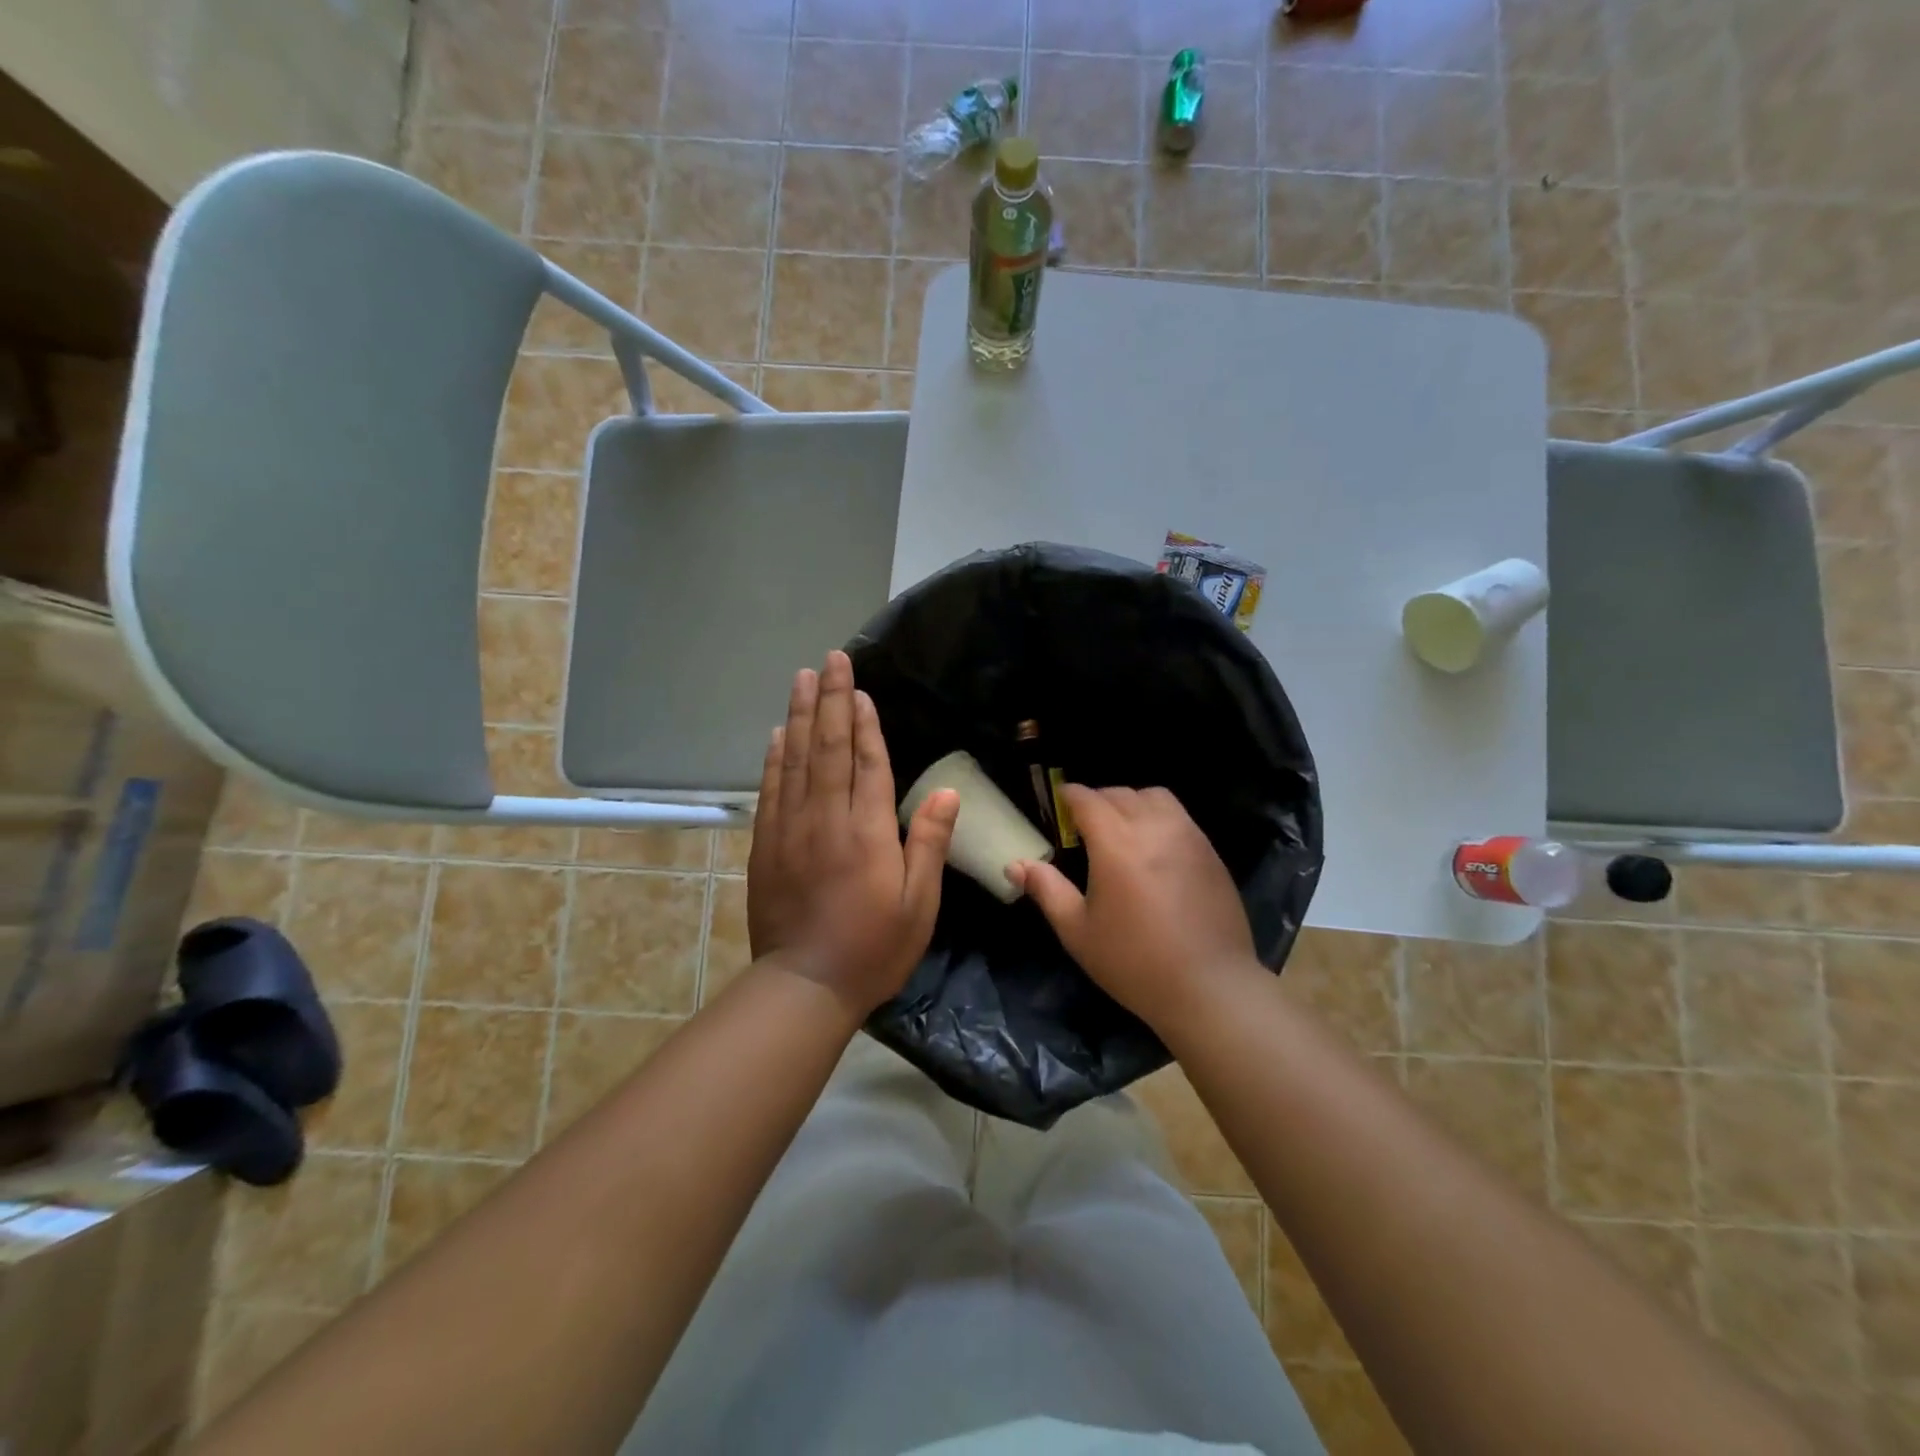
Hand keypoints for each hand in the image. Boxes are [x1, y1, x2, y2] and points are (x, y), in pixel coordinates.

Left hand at [747, 651, 959, 1018]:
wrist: (805, 985)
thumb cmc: (874, 947)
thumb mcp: (919, 904)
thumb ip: (928, 843)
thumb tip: (946, 793)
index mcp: (868, 832)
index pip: (868, 763)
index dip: (866, 723)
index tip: (860, 688)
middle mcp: (827, 819)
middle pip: (829, 749)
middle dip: (831, 701)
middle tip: (829, 660)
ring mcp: (791, 829)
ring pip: (796, 760)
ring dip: (800, 716)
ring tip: (802, 679)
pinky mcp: (766, 845)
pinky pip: (770, 790)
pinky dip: (774, 758)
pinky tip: (778, 734)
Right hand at [1008, 786, 1258, 1032]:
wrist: (1209, 986)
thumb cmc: (1134, 962)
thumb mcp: (1077, 931)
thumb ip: (1047, 890)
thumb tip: (1015, 865)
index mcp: (1116, 843)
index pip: (1088, 799)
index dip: (1070, 795)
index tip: (1059, 802)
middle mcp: (1153, 828)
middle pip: (1121, 793)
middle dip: (1098, 799)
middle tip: (1084, 824)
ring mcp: (1188, 837)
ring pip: (1156, 797)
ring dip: (1132, 802)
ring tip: (1122, 828)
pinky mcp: (1211, 853)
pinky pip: (1180, 817)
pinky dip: (1160, 817)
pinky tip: (1154, 849)